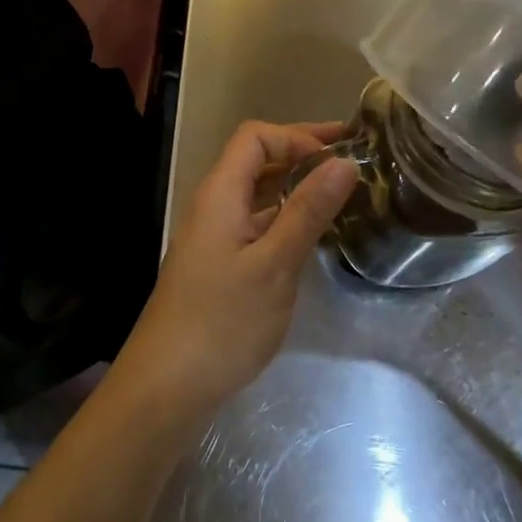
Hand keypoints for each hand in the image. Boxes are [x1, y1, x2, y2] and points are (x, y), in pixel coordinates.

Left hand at [110, 121, 357, 415]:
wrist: (167, 384)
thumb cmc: (221, 321)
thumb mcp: (274, 265)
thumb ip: (307, 212)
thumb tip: (344, 162)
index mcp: (220, 193)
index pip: (255, 137)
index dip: (297, 136)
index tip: (340, 154)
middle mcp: (214, 205)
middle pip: (256, 160)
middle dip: (302, 154)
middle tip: (354, 161)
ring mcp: (215, 235)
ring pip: (258, 194)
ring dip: (296, 186)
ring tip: (342, 193)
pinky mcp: (220, 263)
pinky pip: (256, 223)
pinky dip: (286, 217)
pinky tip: (313, 234)